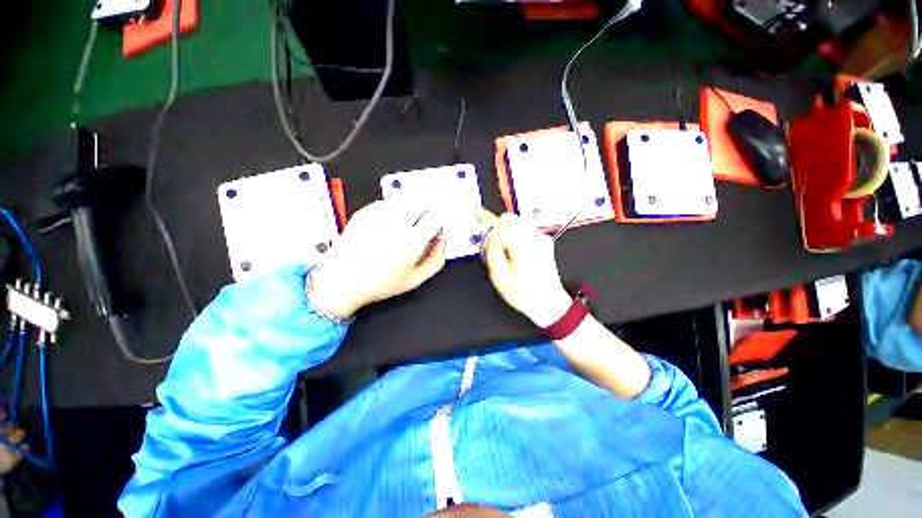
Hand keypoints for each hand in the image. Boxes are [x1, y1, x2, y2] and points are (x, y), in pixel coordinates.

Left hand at [309, 200, 447, 318]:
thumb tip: (442, 241)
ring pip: (405, 198)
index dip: (443, 215)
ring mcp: (378, 215)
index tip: (441, 220)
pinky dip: (396, 208)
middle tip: (429, 215)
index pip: (436, 216)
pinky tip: (391, 223)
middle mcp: (396, 224)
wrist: (342, 280)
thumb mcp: (415, 279)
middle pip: (422, 200)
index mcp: (411, 243)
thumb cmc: (381, 283)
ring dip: (414, 205)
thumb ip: (436, 260)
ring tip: (410, 220)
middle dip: (431, 204)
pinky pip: (388, 202)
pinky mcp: (365, 212)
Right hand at [477, 209, 571, 326]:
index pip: (500, 225)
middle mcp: (535, 238)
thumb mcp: (499, 276)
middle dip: (496, 226)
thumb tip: (488, 234)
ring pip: (517, 222)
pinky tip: (512, 250)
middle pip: (510, 218)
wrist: (548, 302)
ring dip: (505, 230)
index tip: (476, 213)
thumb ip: (492, 251)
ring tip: (503, 251)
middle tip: (490, 243)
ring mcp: (541, 238)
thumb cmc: (523, 294)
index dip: (485, 220)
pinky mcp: (543, 240)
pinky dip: (514, 234)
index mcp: (523, 247)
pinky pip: (524, 229)